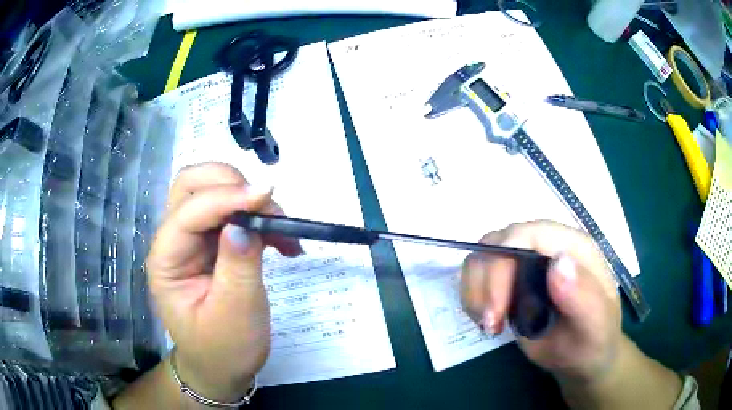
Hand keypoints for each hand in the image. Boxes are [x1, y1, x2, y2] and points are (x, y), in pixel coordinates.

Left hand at [146, 163, 301, 401]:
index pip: (189, 212)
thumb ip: (238, 267)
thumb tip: (245, 223)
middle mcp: (173, 241)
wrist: (221, 367)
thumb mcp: (235, 315)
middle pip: (191, 185)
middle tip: (267, 204)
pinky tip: (281, 238)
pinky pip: (231, 212)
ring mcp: (191, 239)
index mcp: (166, 260)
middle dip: (229, 183)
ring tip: (281, 227)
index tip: (268, 197)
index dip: (226, 198)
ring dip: (246, 196)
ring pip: (211, 191)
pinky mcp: (211, 243)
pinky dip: (256, 214)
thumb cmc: (224, 349)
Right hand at [460, 221, 621, 383]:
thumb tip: (558, 263)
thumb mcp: (595, 324)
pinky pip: (477, 275)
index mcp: (571, 246)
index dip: (505, 260)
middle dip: (488, 283)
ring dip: (476, 291)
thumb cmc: (593, 339)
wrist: (581, 356)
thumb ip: (583, 296)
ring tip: (491, 325)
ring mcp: (525, 262)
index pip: (528, 233)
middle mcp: (546, 247)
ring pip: (481, 256)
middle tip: (493, 323)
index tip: (499, 308)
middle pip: (498, 242)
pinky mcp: (510, 280)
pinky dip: (473, 297)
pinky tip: (488, 321)